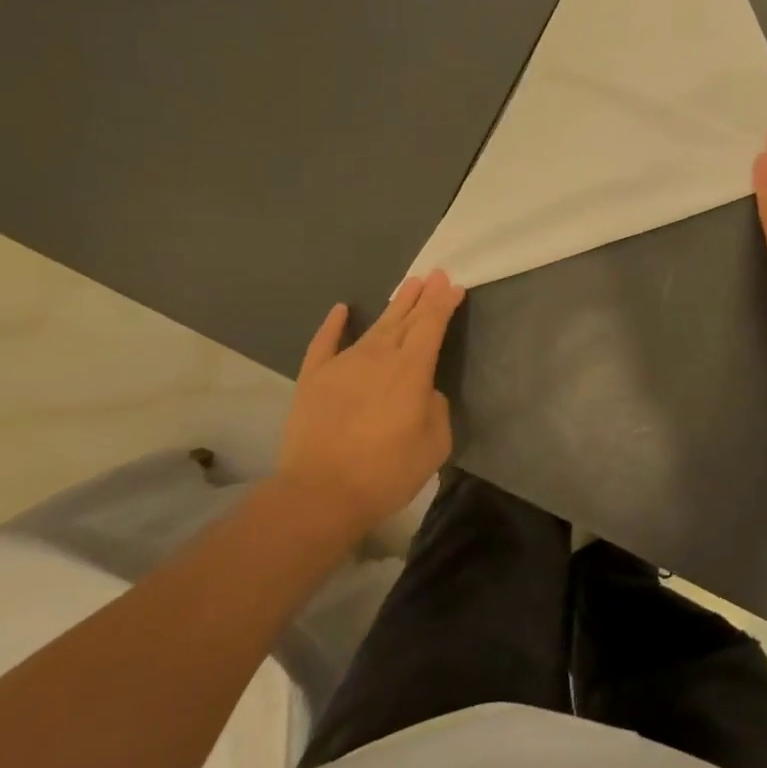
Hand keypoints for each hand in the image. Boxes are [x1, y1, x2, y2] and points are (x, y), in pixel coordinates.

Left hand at [273, 271, 465, 532]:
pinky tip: (340, 309)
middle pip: (405, 319)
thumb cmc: (387, 472)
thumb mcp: (435, 444)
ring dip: (393, 305)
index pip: (432, 326)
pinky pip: (324, 343)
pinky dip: (333, 325)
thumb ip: (435, 409)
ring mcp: (343, 365)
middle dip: (422, 296)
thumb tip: (423, 393)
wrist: (320, 494)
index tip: (453, 286)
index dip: (444, 304)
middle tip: (434, 273)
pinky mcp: (313, 379)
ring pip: (374, 327)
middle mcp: (379, 357)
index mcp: (411, 370)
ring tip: (407, 285)